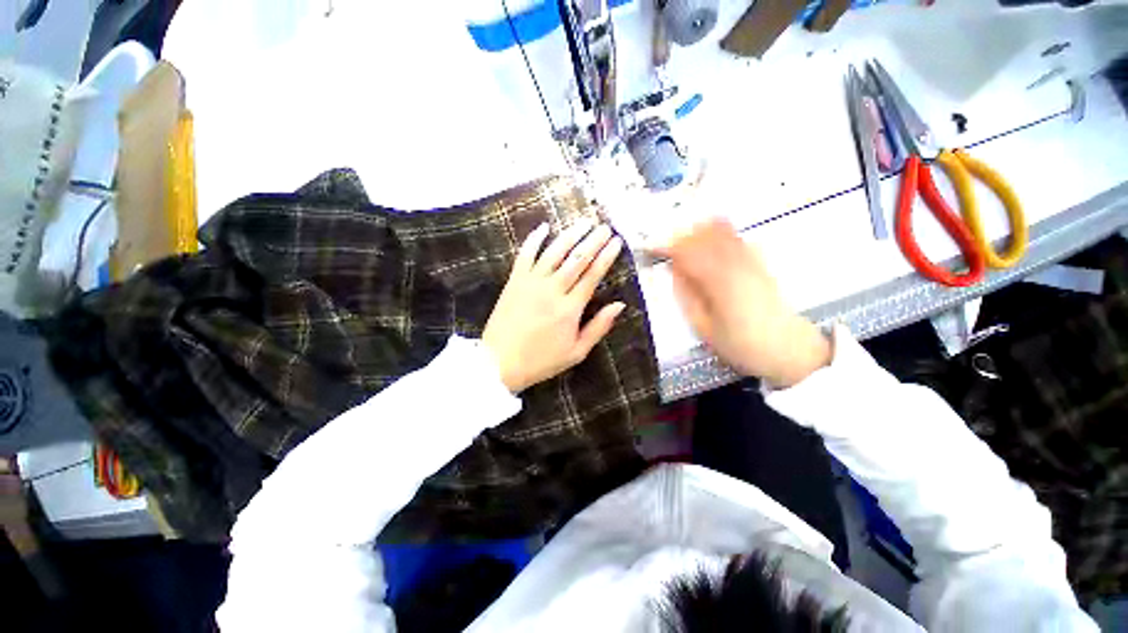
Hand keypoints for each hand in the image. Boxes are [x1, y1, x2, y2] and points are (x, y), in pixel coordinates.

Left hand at [482, 219, 625, 392]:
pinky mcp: (515, 281)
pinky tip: (544, 227)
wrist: (499, 362)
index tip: (617, 242)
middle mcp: (552, 289)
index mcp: (570, 308)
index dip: (606, 256)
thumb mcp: (576, 352)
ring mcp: (531, 282)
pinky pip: (525, 254)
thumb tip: (619, 305)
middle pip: (577, 258)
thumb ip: (598, 327)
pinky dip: (534, 239)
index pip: (593, 275)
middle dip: (593, 240)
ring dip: (571, 235)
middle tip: (605, 227)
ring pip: (554, 251)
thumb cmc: (541, 360)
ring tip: (584, 222)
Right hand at [651, 218, 830, 387]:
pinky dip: (718, 233)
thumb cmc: (741, 344)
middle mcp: (736, 263)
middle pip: (703, 235)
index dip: (666, 247)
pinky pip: (736, 238)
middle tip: (665, 248)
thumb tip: (674, 271)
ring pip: (721, 232)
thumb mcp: (704, 327)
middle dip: (680, 237)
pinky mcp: (760, 262)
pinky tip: (709, 239)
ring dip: (698, 232)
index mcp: (718, 281)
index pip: (687, 252)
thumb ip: (687, 296)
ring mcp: (751, 260)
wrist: (789, 349)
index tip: (651, 248)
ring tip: (683, 243)